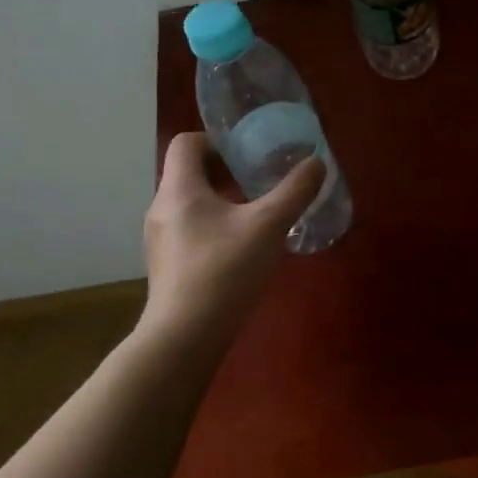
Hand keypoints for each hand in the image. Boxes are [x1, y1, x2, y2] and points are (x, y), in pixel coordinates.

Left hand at [139, 132, 324, 347]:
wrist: (186, 337)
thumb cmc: (225, 270)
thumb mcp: (269, 225)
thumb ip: (295, 191)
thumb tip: (316, 163)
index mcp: (180, 189)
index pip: (186, 143)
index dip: (217, 140)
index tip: (249, 152)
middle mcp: (162, 208)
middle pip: (189, 172)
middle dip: (227, 170)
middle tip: (261, 179)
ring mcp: (160, 239)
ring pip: (191, 203)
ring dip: (222, 199)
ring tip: (257, 213)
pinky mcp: (167, 265)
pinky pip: (190, 229)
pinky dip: (215, 225)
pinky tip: (243, 247)